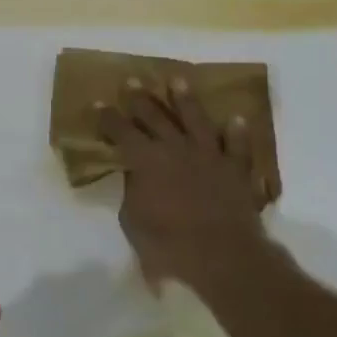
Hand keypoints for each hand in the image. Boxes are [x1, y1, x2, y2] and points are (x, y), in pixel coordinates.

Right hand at [97, 77, 279, 290]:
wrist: (222, 257)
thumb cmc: (168, 244)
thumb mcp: (133, 221)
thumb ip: (132, 192)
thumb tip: (135, 175)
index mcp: (146, 160)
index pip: (121, 131)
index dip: (108, 117)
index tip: (98, 103)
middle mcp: (176, 149)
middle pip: (155, 117)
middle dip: (141, 99)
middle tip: (132, 81)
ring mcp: (209, 156)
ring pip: (196, 120)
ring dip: (186, 100)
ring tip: (178, 80)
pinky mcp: (236, 170)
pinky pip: (238, 147)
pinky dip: (237, 133)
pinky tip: (237, 119)